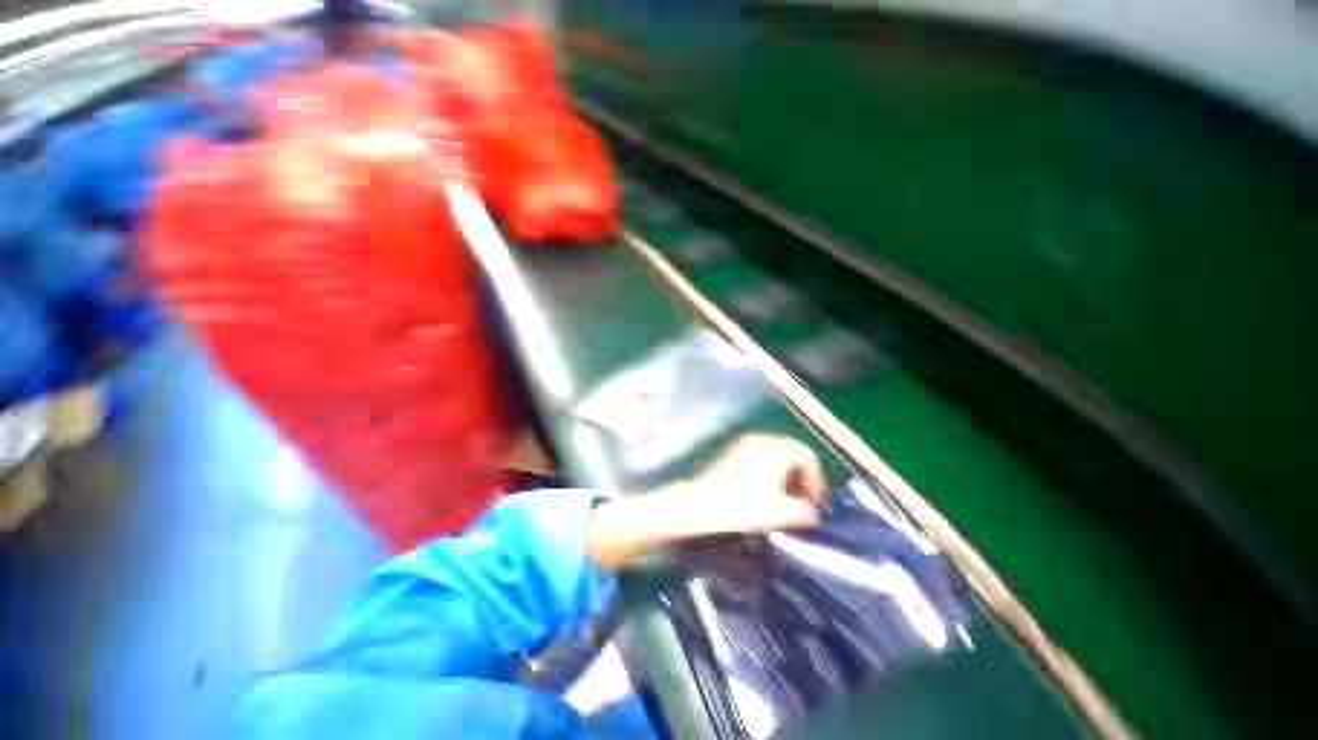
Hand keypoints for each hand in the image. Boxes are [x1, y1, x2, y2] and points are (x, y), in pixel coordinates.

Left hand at [588, 434, 827, 570]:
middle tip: (803, 504)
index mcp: (775, 447)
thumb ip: (806, 512)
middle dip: (801, 479)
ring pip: (773, 457)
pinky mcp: (729, 455)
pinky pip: (757, 460)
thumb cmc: (743, 508)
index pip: (807, 456)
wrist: (698, 508)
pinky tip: (763, 496)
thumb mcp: (782, 514)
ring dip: (784, 478)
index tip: (815, 506)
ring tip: (784, 503)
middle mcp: (759, 439)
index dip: (817, 481)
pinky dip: (767, 475)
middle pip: (790, 454)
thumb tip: (812, 513)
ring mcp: (741, 445)